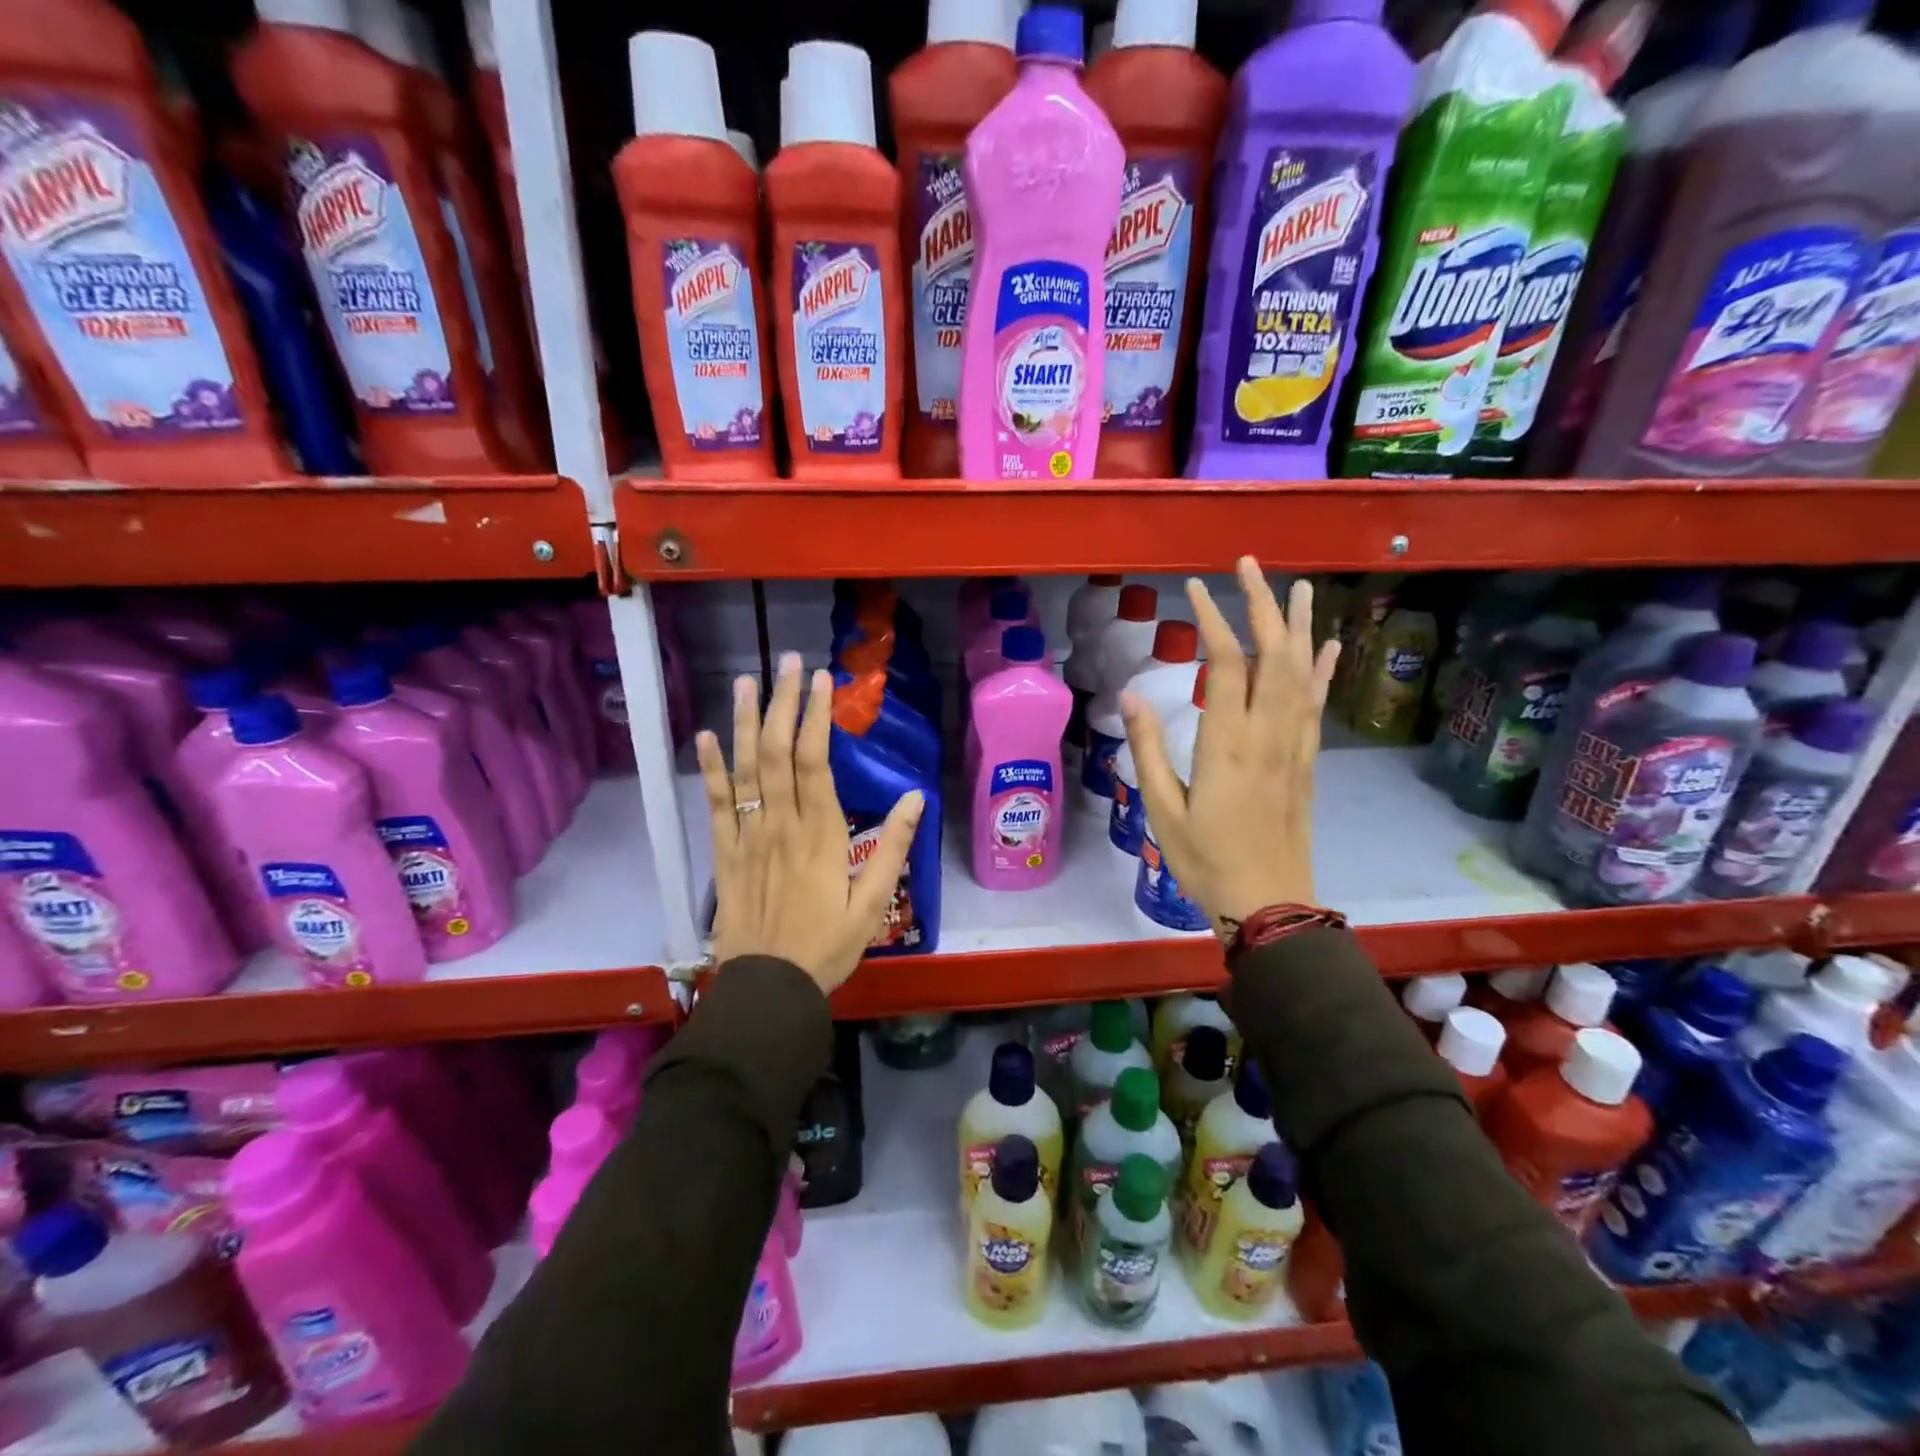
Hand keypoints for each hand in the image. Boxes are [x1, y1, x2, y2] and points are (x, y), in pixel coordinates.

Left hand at [696, 653, 925, 994]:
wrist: (768, 989)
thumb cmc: (827, 946)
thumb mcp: (874, 904)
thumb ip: (893, 848)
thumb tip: (916, 797)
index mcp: (819, 835)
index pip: (814, 761)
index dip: (816, 716)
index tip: (820, 680)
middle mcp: (780, 825)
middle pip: (775, 752)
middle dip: (781, 703)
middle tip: (786, 662)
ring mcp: (747, 837)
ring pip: (742, 769)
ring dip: (742, 722)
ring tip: (744, 681)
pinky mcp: (724, 854)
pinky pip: (715, 805)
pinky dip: (709, 769)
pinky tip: (704, 737)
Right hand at [1121, 558, 1338, 940]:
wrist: (1270, 903)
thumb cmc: (1205, 860)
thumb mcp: (1162, 808)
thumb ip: (1147, 749)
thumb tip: (1131, 694)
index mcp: (1226, 745)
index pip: (1225, 665)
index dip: (1213, 619)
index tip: (1195, 587)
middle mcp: (1267, 735)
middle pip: (1272, 655)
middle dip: (1262, 604)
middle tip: (1248, 565)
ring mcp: (1294, 746)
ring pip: (1301, 673)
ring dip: (1300, 626)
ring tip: (1299, 587)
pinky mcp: (1307, 761)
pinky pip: (1317, 706)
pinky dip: (1322, 671)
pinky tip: (1328, 646)